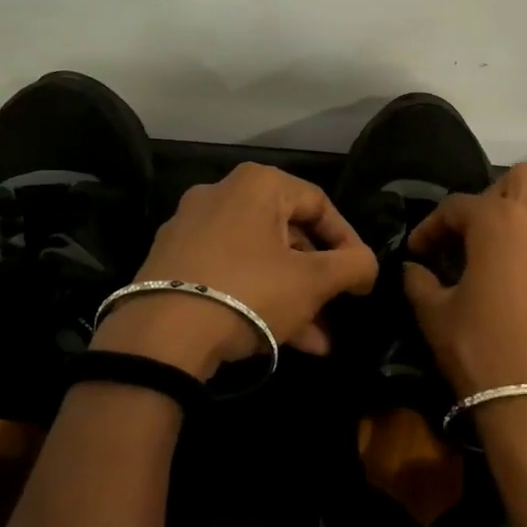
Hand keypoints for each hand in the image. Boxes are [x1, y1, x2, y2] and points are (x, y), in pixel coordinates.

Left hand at [92, 163, 378, 378]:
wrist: (160, 336)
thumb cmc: (248, 292)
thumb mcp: (313, 281)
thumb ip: (354, 266)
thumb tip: (367, 265)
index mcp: (258, 184)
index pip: (320, 204)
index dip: (349, 242)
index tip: (362, 278)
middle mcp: (222, 194)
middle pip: (289, 234)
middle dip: (319, 280)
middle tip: (338, 310)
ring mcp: (191, 228)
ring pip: (260, 259)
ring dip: (294, 297)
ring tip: (318, 341)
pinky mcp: (171, 261)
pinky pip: (230, 272)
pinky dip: (259, 298)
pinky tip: (283, 339)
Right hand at [402, 164, 526, 397]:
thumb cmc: (480, 349)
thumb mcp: (435, 314)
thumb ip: (419, 281)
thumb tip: (413, 268)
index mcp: (498, 221)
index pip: (457, 206)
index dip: (431, 227)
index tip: (418, 251)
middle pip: (519, 179)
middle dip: (491, 198)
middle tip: (471, 235)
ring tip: (506, 246)